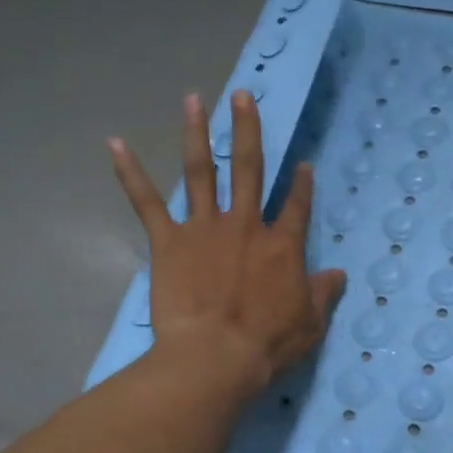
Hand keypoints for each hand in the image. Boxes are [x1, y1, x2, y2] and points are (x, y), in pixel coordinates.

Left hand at [110, 91, 345, 394]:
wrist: (216, 356)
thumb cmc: (267, 343)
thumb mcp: (310, 322)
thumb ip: (322, 292)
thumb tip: (337, 274)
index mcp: (282, 245)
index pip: (296, 206)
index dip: (302, 185)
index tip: (304, 164)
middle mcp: (245, 225)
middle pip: (248, 168)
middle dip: (247, 130)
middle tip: (243, 96)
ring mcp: (205, 228)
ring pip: (202, 172)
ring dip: (197, 134)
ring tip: (193, 100)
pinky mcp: (169, 241)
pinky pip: (147, 202)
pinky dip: (130, 173)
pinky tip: (115, 143)